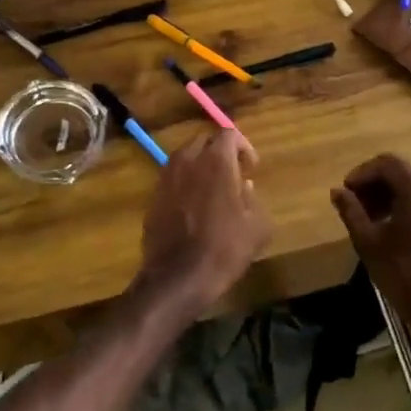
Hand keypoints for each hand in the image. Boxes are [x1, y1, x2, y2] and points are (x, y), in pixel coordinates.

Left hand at [136, 130, 270, 305]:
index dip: (243, 146)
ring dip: (200, 166)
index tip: (251, 166)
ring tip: (212, 189)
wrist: (178, 277)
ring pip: (185, 158)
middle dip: (219, 152)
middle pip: (204, 141)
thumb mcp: (257, 226)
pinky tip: (194, 207)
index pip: (229, 133)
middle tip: (233, 174)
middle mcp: (187, 160)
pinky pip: (172, 178)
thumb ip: (254, 199)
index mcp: (216, 161)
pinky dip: (185, 183)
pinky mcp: (153, 196)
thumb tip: (244, 187)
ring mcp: (166, 177)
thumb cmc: (224, 249)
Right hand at [330, 155, 410, 336]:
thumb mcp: (368, 241)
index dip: (362, 174)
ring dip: (396, 196)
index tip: (347, 191)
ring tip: (376, 219)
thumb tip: (337, 191)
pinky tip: (400, 228)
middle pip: (404, 173)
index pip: (386, 163)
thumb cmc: (403, 272)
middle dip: (378, 186)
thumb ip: (351, 210)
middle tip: (358, 206)